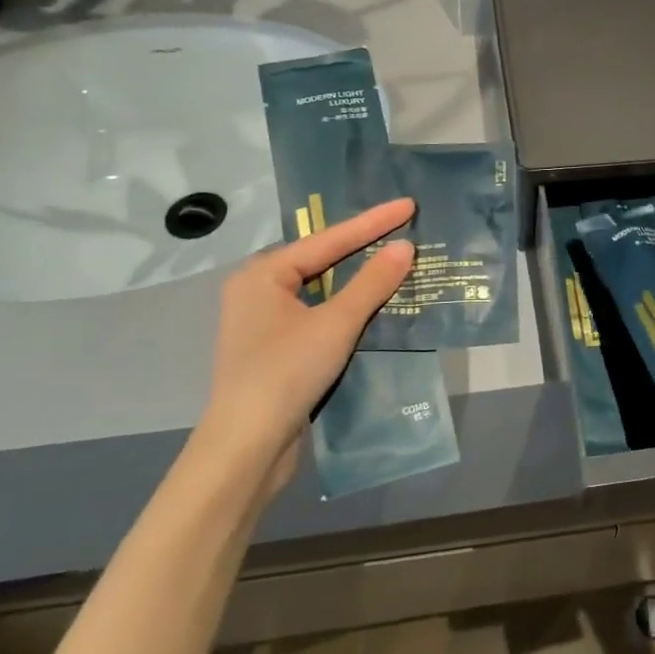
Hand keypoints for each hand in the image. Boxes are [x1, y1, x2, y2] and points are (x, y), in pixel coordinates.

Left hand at [201, 197, 415, 495]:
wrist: (246, 449)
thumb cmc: (285, 373)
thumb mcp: (336, 323)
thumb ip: (372, 283)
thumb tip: (405, 247)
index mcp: (263, 274)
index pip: (329, 240)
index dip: (373, 222)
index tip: (408, 205)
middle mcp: (259, 291)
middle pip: (323, 260)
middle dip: (365, 248)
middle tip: (404, 229)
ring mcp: (265, 322)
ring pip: (322, 289)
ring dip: (359, 280)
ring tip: (397, 261)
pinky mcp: (276, 350)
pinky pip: (319, 314)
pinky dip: (348, 307)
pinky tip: (376, 304)